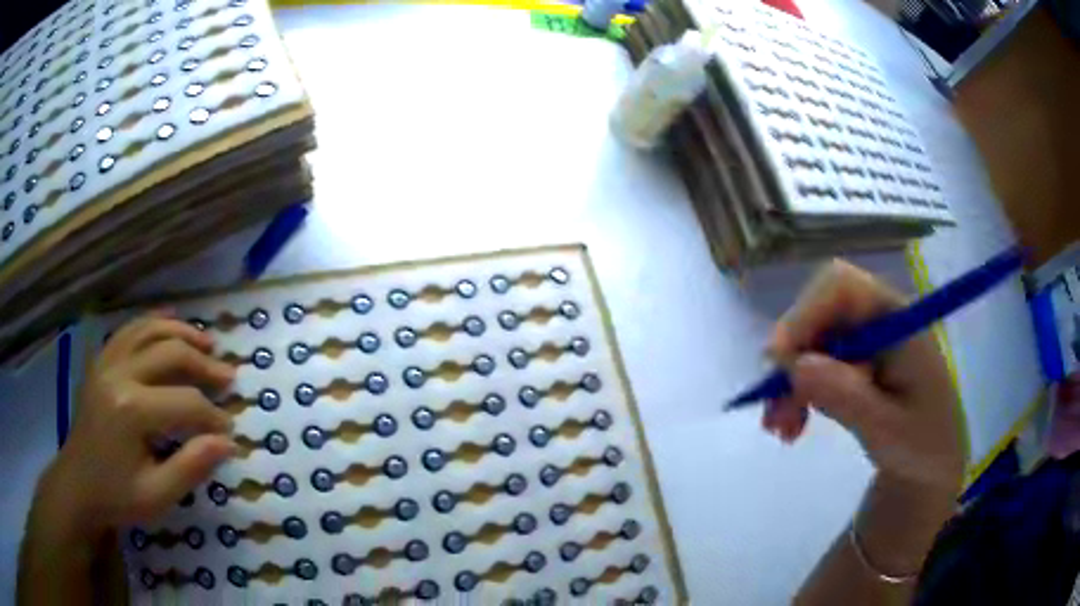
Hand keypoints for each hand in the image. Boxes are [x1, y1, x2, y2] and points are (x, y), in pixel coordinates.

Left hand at [40, 314, 235, 543]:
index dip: (213, 417)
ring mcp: (106, 360)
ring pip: (150, 330)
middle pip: (170, 353)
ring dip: (183, 333)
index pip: (185, 402)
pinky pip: (130, 329)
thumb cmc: (117, 496)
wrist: (78, 484)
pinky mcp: (101, 360)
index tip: (230, 432)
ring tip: (209, 343)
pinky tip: (171, 323)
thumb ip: (192, 467)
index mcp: (131, 410)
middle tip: (229, 378)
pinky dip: (154, 322)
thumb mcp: (157, 495)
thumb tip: (228, 442)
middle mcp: (118, 373)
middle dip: (204, 364)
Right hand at [764, 259, 965, 493]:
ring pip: (808, 339)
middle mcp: (876, 318)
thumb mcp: (888, 430)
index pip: (842, 286)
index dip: (805, 314)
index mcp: (896, 319)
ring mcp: (863, 338)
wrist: (930, 463)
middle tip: (775, 411)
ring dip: (788, 381)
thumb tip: (794, 366)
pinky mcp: (853, 359)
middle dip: (791, 358)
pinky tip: (792, 423)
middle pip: (818, 312)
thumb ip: (847, 397)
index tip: (780, 364)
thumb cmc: (921, 445)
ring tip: (782, 429)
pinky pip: (812, 362)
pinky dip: (795, 391)